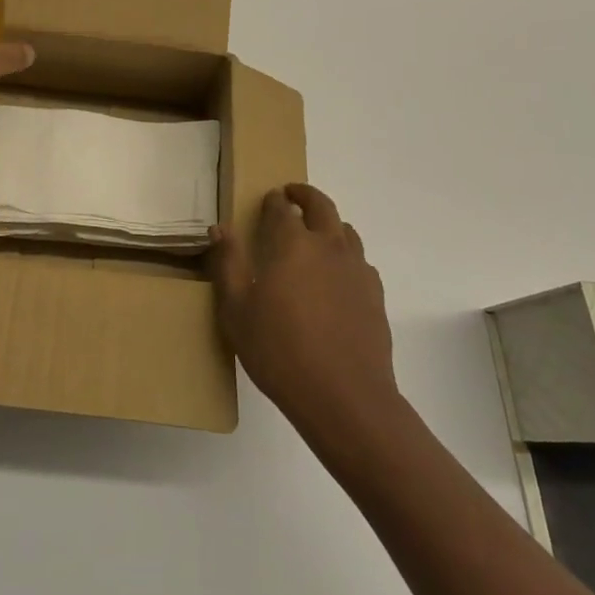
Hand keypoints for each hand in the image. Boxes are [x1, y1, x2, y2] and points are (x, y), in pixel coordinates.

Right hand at [210, 183, 397, 437]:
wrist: (345, 398)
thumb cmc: (280, 351)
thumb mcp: (237, 310)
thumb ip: (227, 264)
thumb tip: (220, 228)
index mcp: (292, 243)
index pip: (282, 207)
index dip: (274, 200)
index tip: (268, 200)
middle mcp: (327, 245)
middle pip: (321, 206)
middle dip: (305, 195)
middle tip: (293, 196)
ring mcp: (356, 269)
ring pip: (345, 230)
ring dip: (329, 223)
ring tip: (316, 234)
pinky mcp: (374, 295)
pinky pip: (360, 261)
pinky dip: (347, 256)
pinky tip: (337, 277)